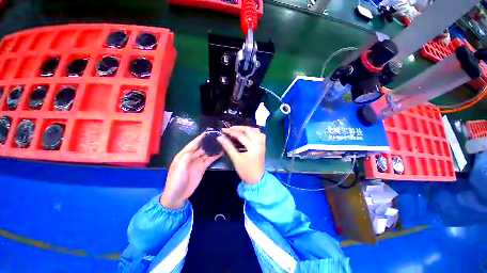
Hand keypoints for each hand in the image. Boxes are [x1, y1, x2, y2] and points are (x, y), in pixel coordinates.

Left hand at [160, 134, 221, 208]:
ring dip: (213, 148)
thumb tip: (197, 148)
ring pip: (206, 153)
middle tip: (217, 137)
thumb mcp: (180, 167)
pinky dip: (215, 156)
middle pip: (201, 147)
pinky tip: (220, 152)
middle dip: (208, 142)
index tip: (208, 132)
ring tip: (221, 143)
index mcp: (183, 154)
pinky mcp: (202, 168)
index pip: (193, 143)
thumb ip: (188, 156)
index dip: (200, 138)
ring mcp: (198, 162)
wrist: (178, 195)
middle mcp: (191, 156)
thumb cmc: (176, 180)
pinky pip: (209, 160)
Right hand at [217, 126, 264, 184]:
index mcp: (252, 146)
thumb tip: (220, 137)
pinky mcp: (263, 146)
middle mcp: (259, 143)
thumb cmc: (245, 170)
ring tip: (238, 130)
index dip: (230, 131)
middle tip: (230, 129)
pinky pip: (260, 135)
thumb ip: (228, 146)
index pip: (240, 135)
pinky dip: (254, 132)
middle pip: (249, 130)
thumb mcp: (235, 158)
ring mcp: (262, 144)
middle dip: (239, 128)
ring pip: (256, 131)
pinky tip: (249, 134)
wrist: (256, 179)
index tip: (223, 130)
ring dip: (247, 129)